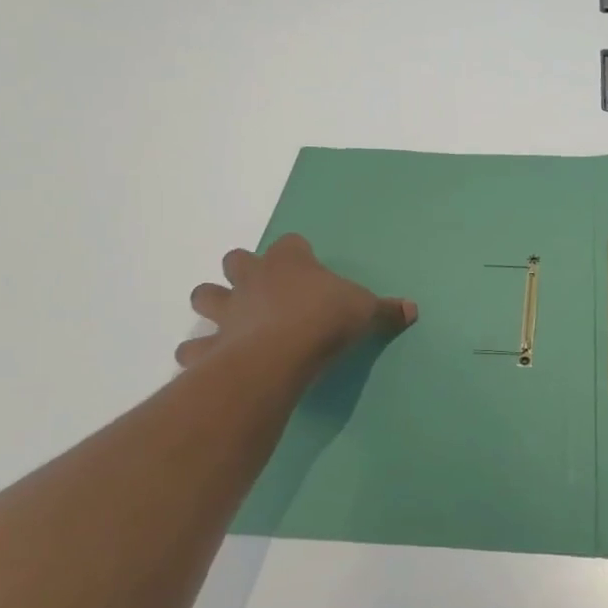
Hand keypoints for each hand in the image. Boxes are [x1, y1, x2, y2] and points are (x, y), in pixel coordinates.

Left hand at [176, 234, 416, 375]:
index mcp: (289, 262)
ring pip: (204, 296)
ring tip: (227, 322)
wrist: (282, 353)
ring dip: (212, 305)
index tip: (307, 266)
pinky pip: (194, 348)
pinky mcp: (212, 345)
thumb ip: (386, 310)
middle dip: (242, 271)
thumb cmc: (325, 319)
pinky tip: (211, 364)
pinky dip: (200, 354)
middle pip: (236, 260)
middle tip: (259, 290)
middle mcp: (253, 279)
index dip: (297, 253)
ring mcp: (228, 311)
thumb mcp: (366, 311)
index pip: (290, 243)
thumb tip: (413, 309)